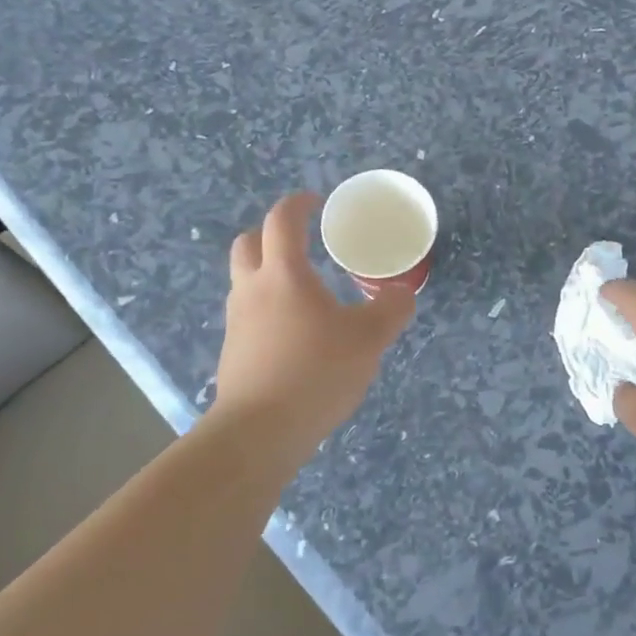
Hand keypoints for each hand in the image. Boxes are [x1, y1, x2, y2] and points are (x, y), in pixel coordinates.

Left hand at [214, 192, 415, 448]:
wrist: (258, 433)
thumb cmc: (315, 372)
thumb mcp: (368, 340)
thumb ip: (391, 311)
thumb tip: (403, 293)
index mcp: (283, 274)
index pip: (282, 220)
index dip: (298, 204)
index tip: (316, 202)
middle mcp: (252, 289)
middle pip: (248, 243)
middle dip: (270, 234)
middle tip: (300, 241)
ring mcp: (236, 322)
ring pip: (244, 280)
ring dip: (267, 272)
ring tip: (302, 290)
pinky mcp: (232, 352)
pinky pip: (248, 314)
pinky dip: (267, 308)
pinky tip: (294, 332)